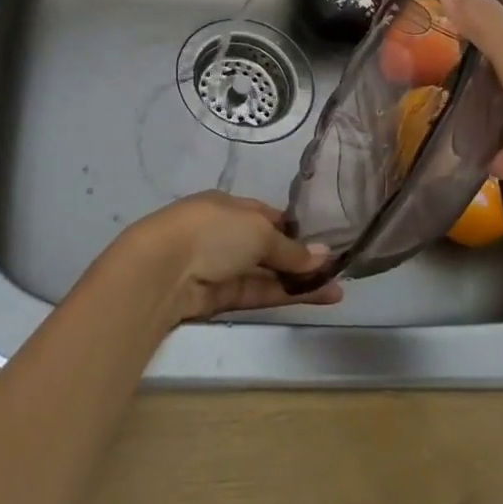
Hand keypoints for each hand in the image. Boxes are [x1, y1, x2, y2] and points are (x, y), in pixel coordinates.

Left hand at [113, 193, 344, 322]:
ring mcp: (223, 266)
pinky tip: (318, 296)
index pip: (267, 216)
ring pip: (267, 273)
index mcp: (229, 206)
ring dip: (300, 280)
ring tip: (337, 289)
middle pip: (269, 246)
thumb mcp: (259, 231)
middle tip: (338, 270)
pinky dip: (286, 294)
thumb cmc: (213, 232)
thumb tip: (324, 255)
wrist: (165, 269)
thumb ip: (291, 249)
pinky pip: (259, 292)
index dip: (295, 228)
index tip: (323, 241)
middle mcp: (226, 233)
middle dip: (300, 258)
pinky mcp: (221, 297)